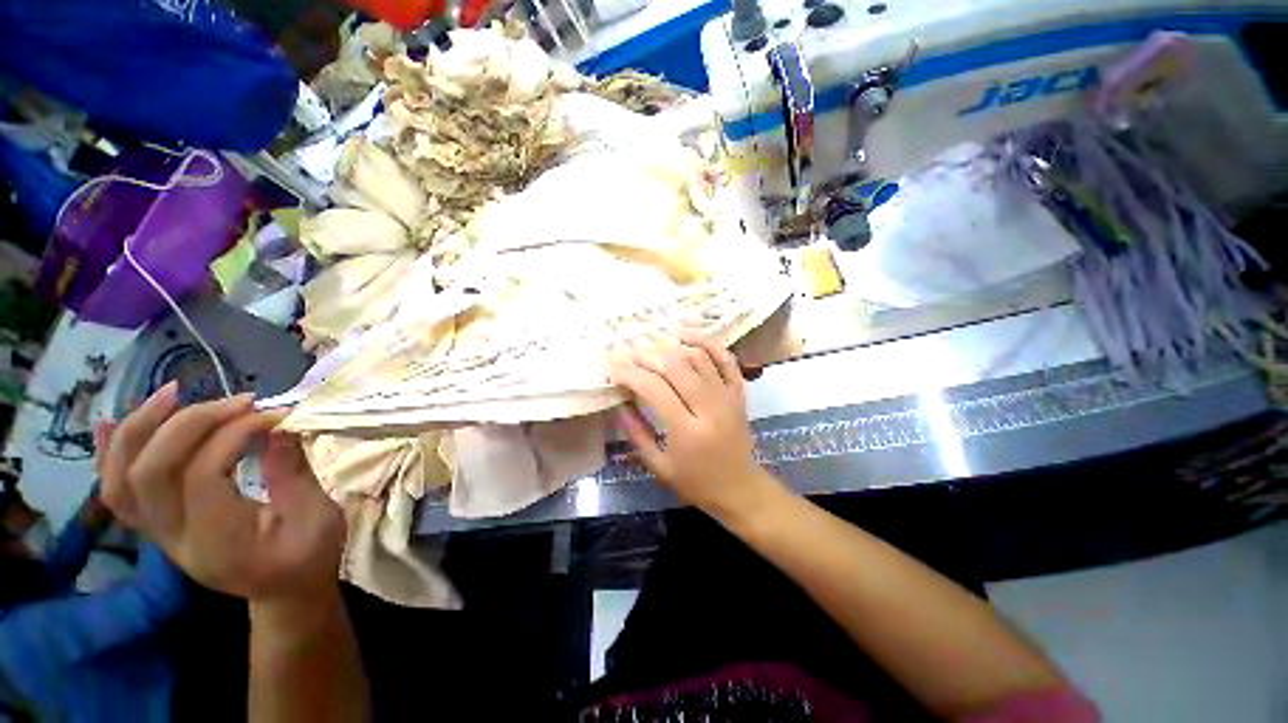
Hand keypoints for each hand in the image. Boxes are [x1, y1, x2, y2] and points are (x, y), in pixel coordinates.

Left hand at [98, 383, 344, 605]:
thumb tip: (280, 424)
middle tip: (239, 401)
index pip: (201, 475)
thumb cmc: (307, 556)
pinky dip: (109, 454)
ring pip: (120, 479)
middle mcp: (174, 539)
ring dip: (140, 429)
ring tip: (174, 393)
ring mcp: (158, 534)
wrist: (283, 591)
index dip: (234, 434)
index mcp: (218, 541)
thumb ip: (293, 472)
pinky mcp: (156, 526)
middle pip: (151, 472)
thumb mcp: (318, 517)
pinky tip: (111, 423)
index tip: (275, 414)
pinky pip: (115, 492)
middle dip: (190, 423)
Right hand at [608, 334, 783, 522]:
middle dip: (647, 356)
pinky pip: (725, 358)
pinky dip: (707, 342)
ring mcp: (727, 395)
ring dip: (672, 345)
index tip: (613, 368)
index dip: (630, 374)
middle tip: (629, 354)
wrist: (740, 488)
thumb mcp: (658, 466)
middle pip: (675, 366)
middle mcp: (709, 407)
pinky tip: (686, 337)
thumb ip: (636, 433)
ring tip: (652, 344)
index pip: (654, 388)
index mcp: (687, 430)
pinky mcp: (738, 391)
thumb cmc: (696, 482)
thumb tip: (619, 403)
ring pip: (698, 356)